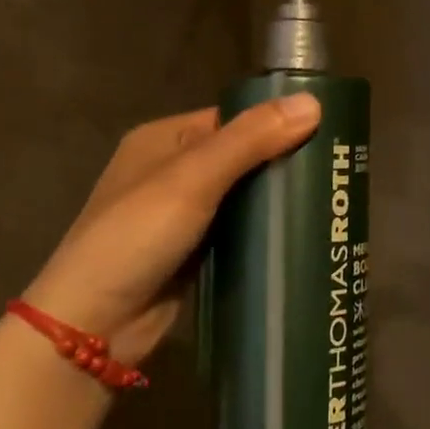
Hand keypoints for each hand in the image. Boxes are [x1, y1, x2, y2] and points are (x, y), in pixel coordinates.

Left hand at [21, 93, 321, 363]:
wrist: (92, 325)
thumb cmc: (136, 237)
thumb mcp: (192, 179)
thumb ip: (250, 140)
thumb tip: (313, 104)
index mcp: (165, 139)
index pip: (233, 119)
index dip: (276, 122)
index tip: (328, 133)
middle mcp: (173, 171)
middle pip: (242, 156)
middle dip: (283, 163)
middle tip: (337, 171)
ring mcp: (183, 215)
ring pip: (243, 196)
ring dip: (277, 200)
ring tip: (332, 201)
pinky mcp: (195, 253)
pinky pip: (238, 231)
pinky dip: (264, 232)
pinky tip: (302, 234)